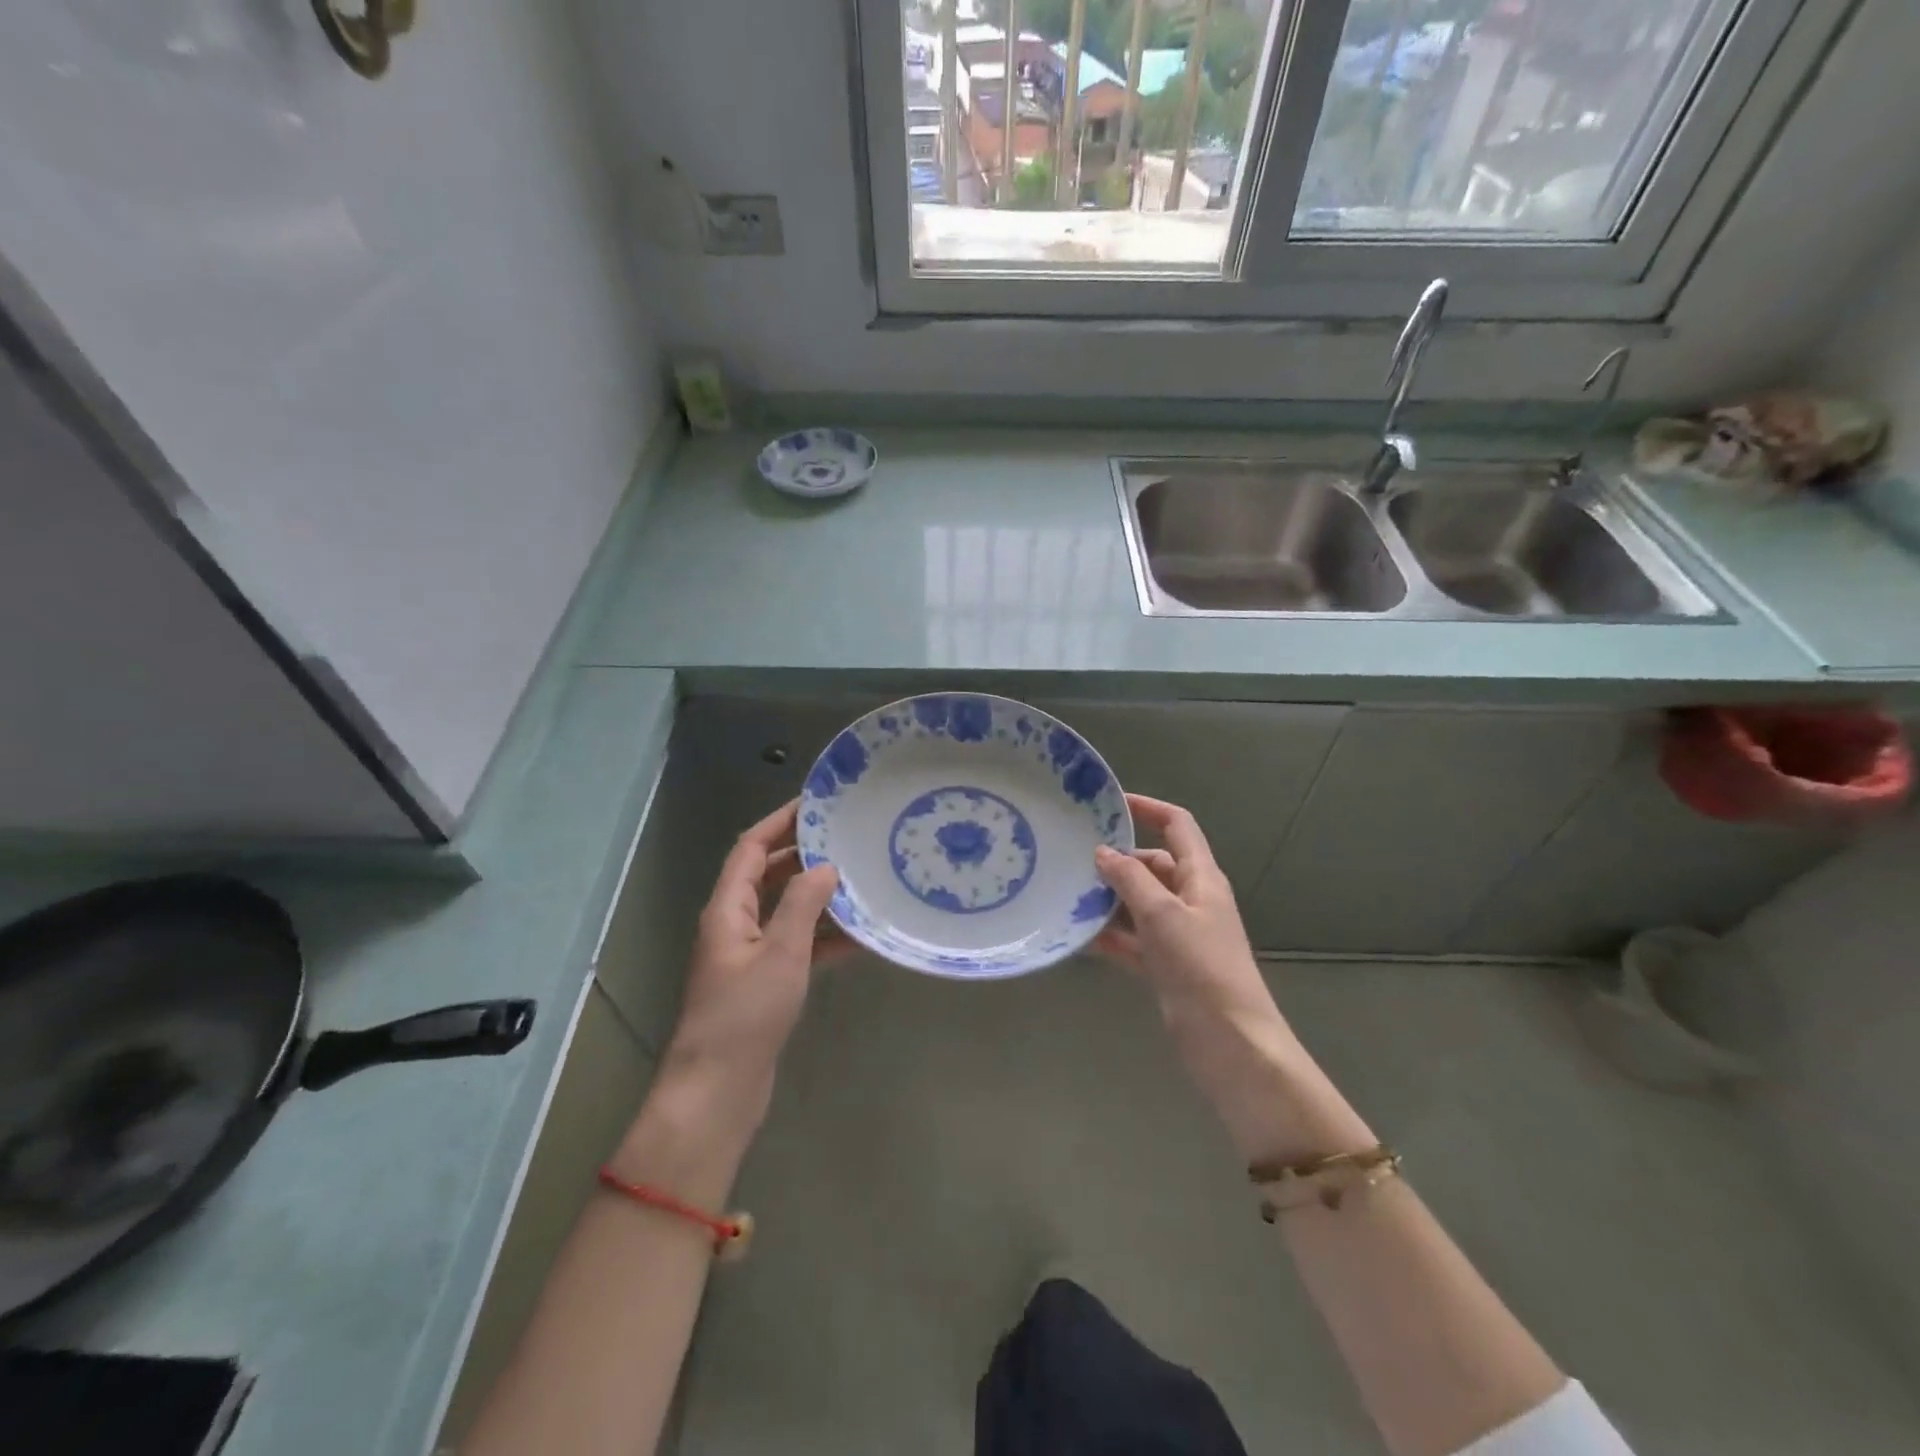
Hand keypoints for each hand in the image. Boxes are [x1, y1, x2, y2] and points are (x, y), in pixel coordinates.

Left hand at [660, 800, 846, 1128]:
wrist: (718, 1091)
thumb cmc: (744, 1015)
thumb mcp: (780, 953)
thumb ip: (802, 904)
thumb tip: (824, 866)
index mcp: (727, 909)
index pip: (750, 848)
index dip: (779, 822)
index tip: (815, 803)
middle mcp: (734, 924)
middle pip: (766, 874)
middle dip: (802, 854)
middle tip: (846, 838)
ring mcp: (748, 954)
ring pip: (784, 910)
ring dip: (817, 896)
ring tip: (859, 879)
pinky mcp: (764, 983)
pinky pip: (795, 945)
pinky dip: (822, 938)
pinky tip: (859, 937)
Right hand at [1093, 794, 1272, 1027]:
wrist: (1230, 1043)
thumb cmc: (1201, 967)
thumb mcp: (1163, 914)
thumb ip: (1131, 879)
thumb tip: (1103, 852)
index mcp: (1202, 877)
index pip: (1177, 826)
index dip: (1148, 808)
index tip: (1110, 805)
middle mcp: (1191, 899)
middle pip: (1152, 866)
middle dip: (1117, 862)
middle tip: (1074, 861)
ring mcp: (1179, 934)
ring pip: (1139, 904)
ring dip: (1109, 901)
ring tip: (1068, 896)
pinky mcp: (1167, 965)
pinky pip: (1133, 940)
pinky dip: (1111, 937)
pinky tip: (1079, 937)